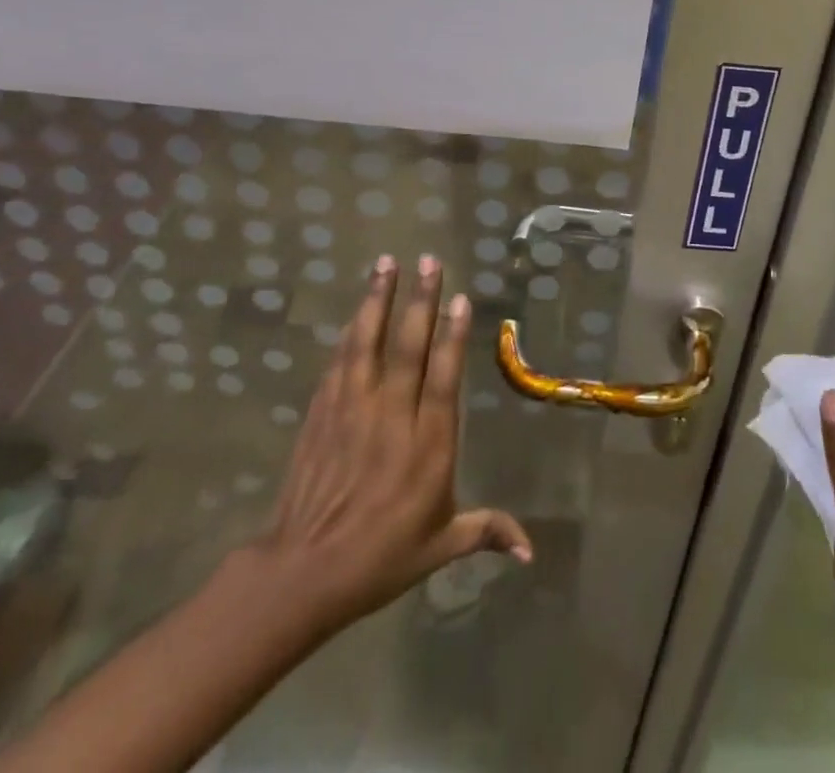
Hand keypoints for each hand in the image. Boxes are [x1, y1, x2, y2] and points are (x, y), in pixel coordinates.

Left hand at [251, 254, 532, 640]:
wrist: (303, 573)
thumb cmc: (380, 559)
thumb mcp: (440, 548)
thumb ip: (487, 531)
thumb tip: (531, 550)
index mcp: (427, 444)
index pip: (444, 377)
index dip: (452, 336)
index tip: (459, 298)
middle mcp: (392, 416)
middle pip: (408, 347)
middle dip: (420, 300)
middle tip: (429, 259)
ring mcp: (353, 410)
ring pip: (368, 343)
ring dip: (378, 300)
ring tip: (387, 262)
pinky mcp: (323, 413)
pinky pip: (340, 362)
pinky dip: (350, 331)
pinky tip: (357, 309)